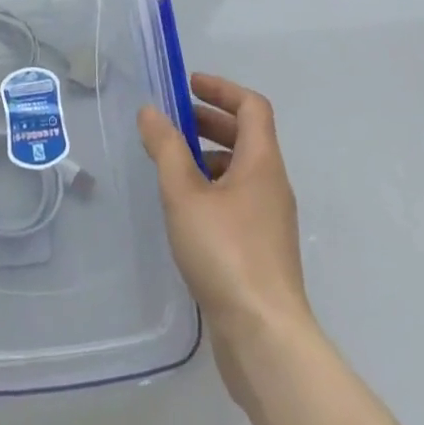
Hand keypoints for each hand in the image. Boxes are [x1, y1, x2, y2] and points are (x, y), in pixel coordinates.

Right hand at [138, 74, 315, 386]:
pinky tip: (185, 210)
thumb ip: (166, 148)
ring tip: (172, 165)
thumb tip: (151, 111)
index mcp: (262, 163)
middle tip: (174, 122)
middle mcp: (272, 185)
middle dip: (210, 121)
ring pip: (242, 170)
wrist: (265, 339)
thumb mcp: (184, 195)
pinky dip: (213, 188)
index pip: (251, 106)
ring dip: (210, 156)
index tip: (188, 85)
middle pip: (247, 136)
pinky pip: (239, 200)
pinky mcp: (263, 251)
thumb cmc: (226, 253)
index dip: (221, 89)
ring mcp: (270, 220)